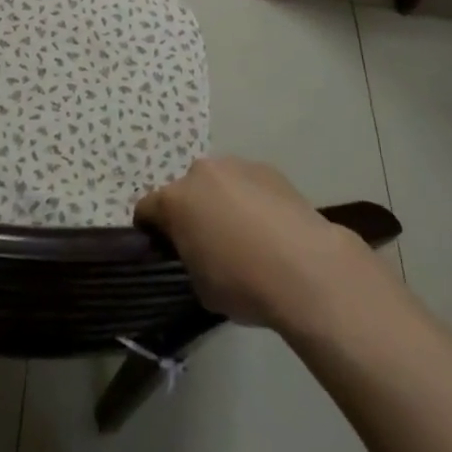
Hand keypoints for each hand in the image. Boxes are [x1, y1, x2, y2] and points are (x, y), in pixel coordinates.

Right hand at [135, 157, 373, 329]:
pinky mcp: (269, 168)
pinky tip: (270, 230)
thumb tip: (198, 252)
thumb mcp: (200, 286)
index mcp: (176, 200)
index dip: (151, 230)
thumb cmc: (243, 282)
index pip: (147, 209)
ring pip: (219, 183)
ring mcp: (237, 166)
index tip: (163, 249)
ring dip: (222, 203)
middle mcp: (202, 172)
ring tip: (245, 237)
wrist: (305, 267)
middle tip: (207, 244)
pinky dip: (251, 201)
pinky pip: (249, 184)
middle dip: (191, 212)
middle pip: (186, 190)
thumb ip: (189, 259)